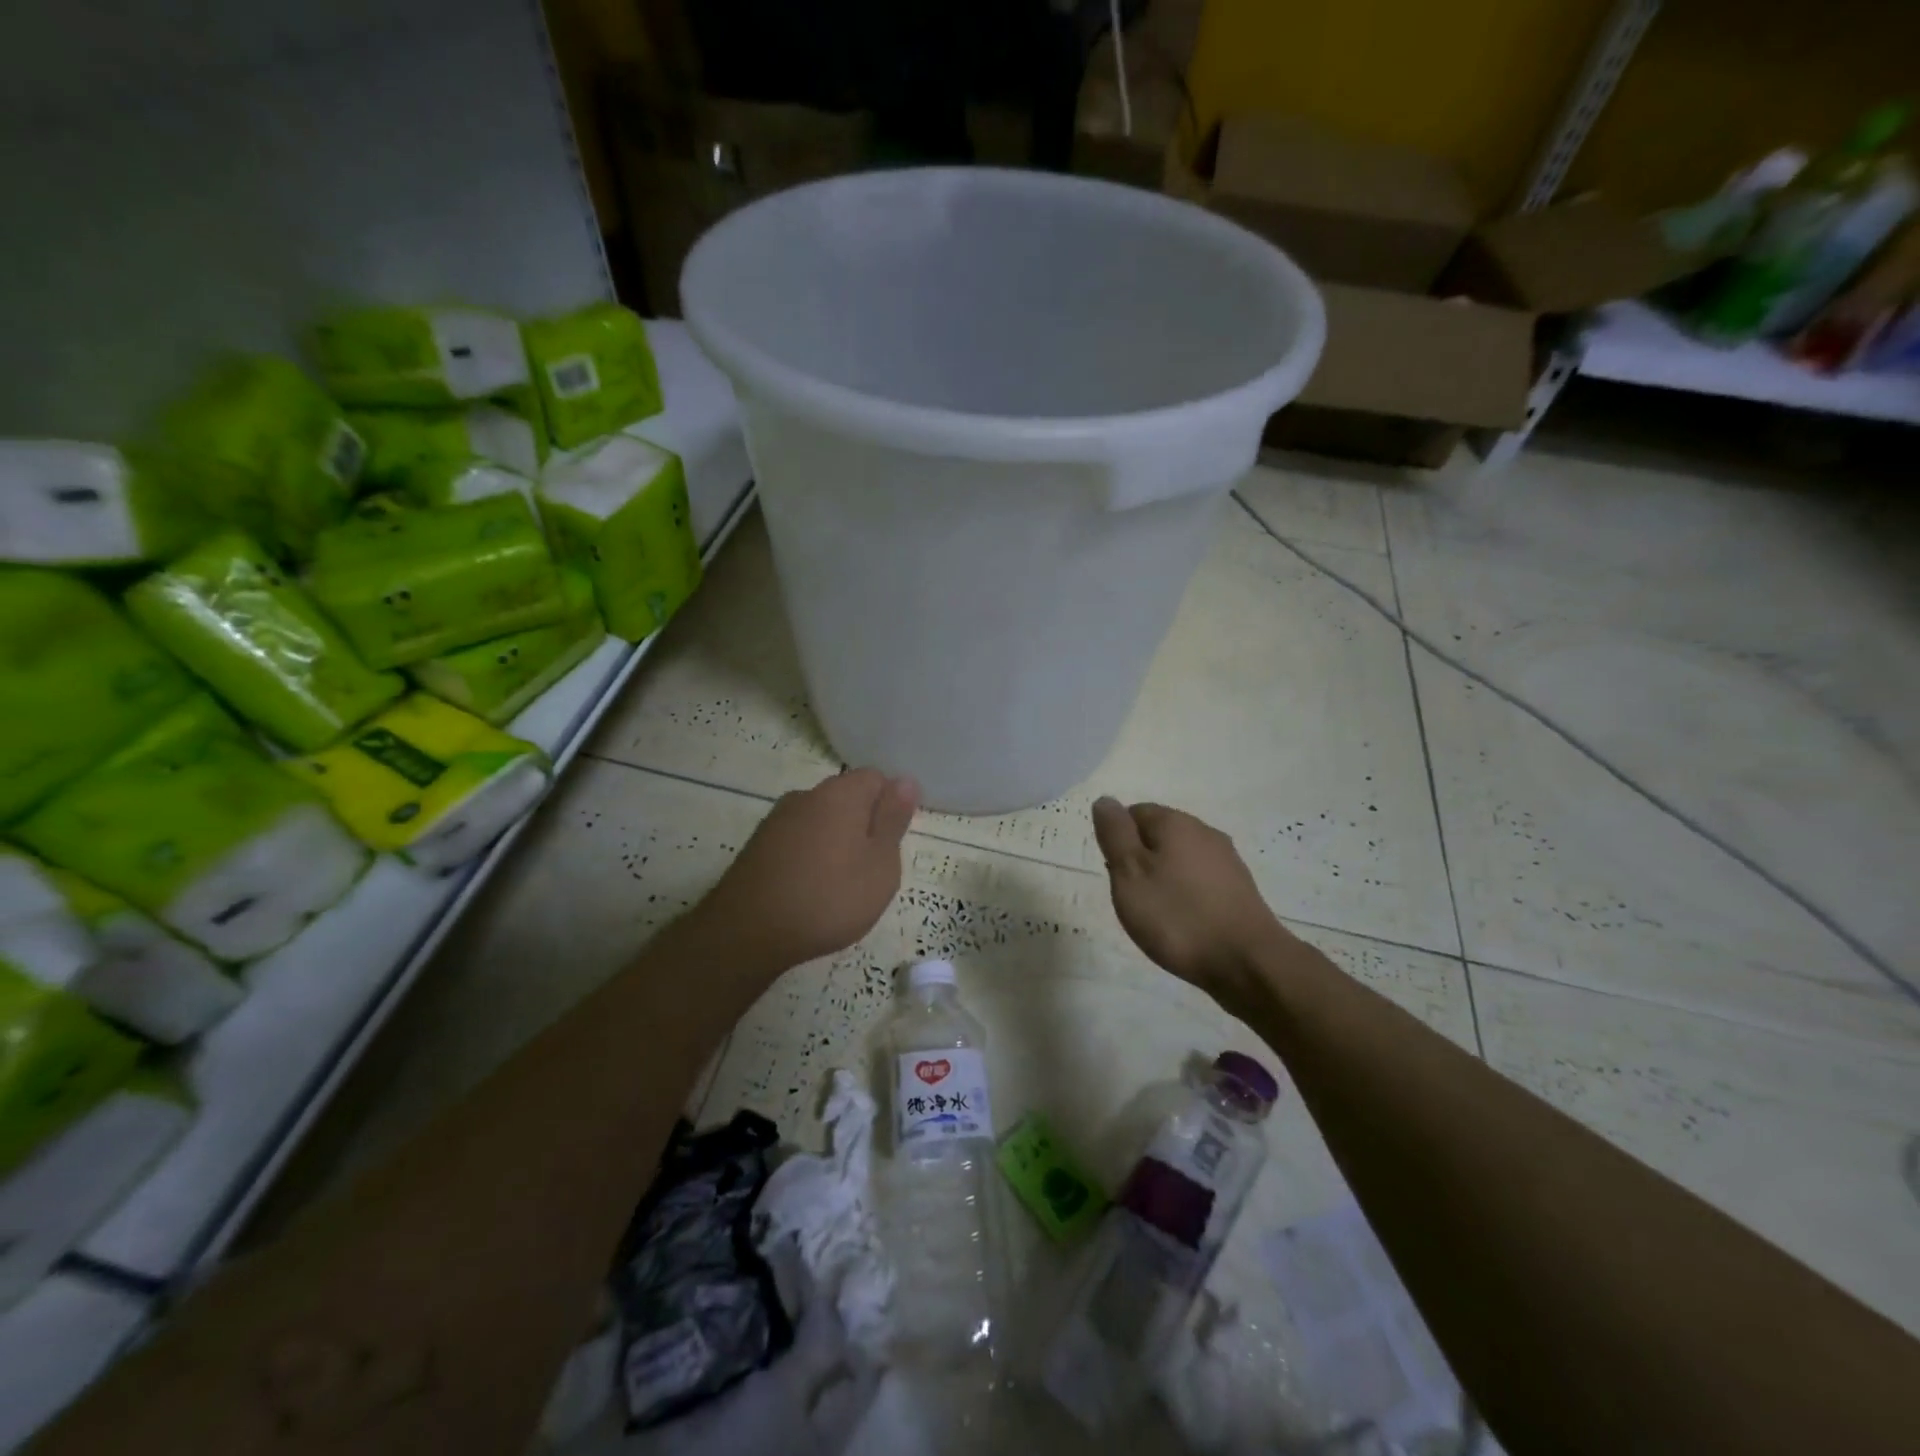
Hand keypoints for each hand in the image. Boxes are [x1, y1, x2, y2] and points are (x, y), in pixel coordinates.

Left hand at [699, 769, 919, 970]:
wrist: (748, 932)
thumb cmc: (829, 898)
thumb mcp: (880, 865)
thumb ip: (893, 821)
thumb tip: (906, 781)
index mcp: (840, 793)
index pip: (876, 778)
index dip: (890, 806)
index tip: (892, 842)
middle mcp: (806, 795)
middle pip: (847, 798)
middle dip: (863, 825)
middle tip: (872, 869)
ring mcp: (777, 820)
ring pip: (821, 821)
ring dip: (836, 843)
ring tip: (841, 885)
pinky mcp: (758, 845)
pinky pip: (798, 840)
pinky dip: (810, 857)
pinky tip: (810, 891)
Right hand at [1091, 797, 1292, 1005]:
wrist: (1247, 962)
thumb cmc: (1177, 916)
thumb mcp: (1130, 873)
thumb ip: (1115, 834)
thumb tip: (1106, 801)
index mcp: (1175, 822)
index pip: (1134, 812)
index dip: (1118, 841)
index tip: (1116, 875)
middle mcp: (1204, 832)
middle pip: (1159, 835)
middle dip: (1140, 860)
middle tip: (1132, 897)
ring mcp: (1227, 860)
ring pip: (1180, 858)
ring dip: (1163, 878)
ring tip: (1156, 914)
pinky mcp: (1240, 889)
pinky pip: (1200, 881)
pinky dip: (1185, 895)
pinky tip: (1183, 922)